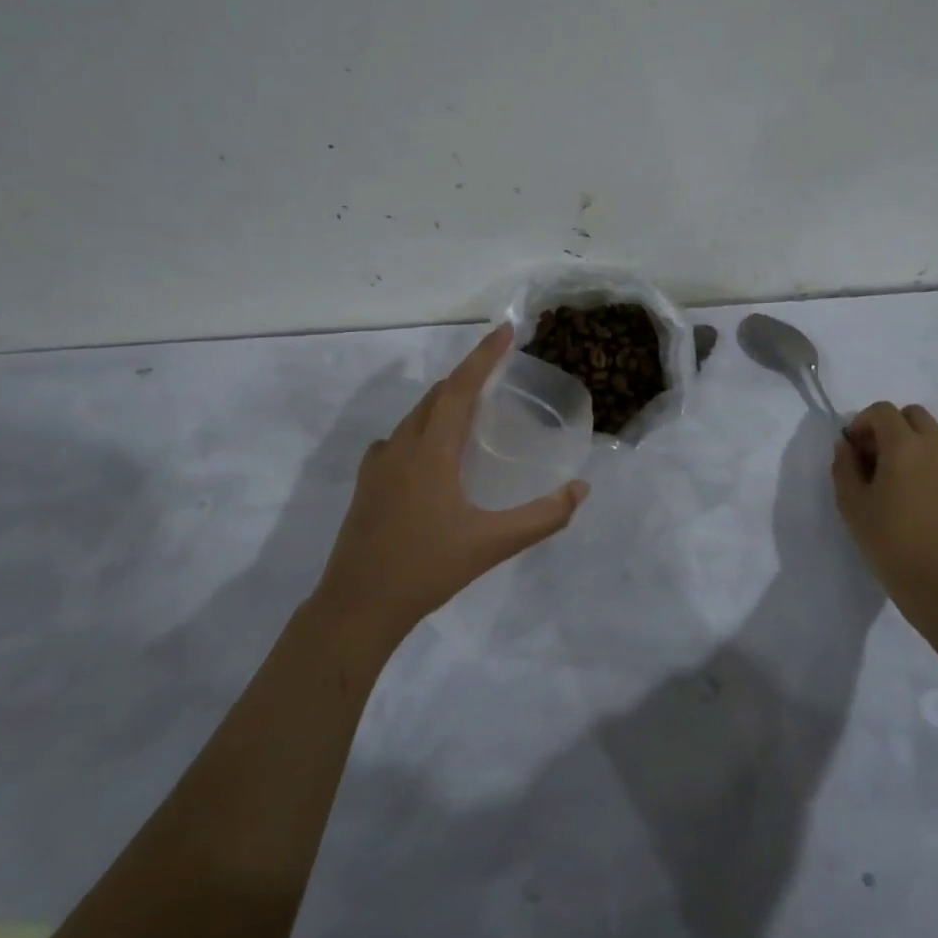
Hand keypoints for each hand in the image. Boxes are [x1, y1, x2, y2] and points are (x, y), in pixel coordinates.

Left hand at [315, 325, 588, 648]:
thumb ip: (542, 517)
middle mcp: (402, 446)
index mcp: (431, 451)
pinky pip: (401, 438)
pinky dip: (425, 427)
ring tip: (475, 406)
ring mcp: (379, 465)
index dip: (483, 357)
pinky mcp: (368, 484)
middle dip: (468, 376)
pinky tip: (435, 451)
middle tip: (499, 371)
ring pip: (416, 415)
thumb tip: (581, 489)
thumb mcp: (493, 544)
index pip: (460, 388)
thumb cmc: (426, 569)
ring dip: (446, 401)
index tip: (505, 331)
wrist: (357, 606)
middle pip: (437, 395)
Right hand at [832, 403, 937, 634]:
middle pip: (911, 414)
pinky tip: (906, 492)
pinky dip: (921, 458)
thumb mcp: (852, 505)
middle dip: (887, 426)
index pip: (882, 410)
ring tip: (886, 476)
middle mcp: (934, 446)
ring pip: (929, 433)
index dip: (861, 422)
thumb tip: (846, 446)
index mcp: (905, 445)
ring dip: (906, 441)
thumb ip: (844, 467)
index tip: (850, 450)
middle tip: (870, 456)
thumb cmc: (891, 541)